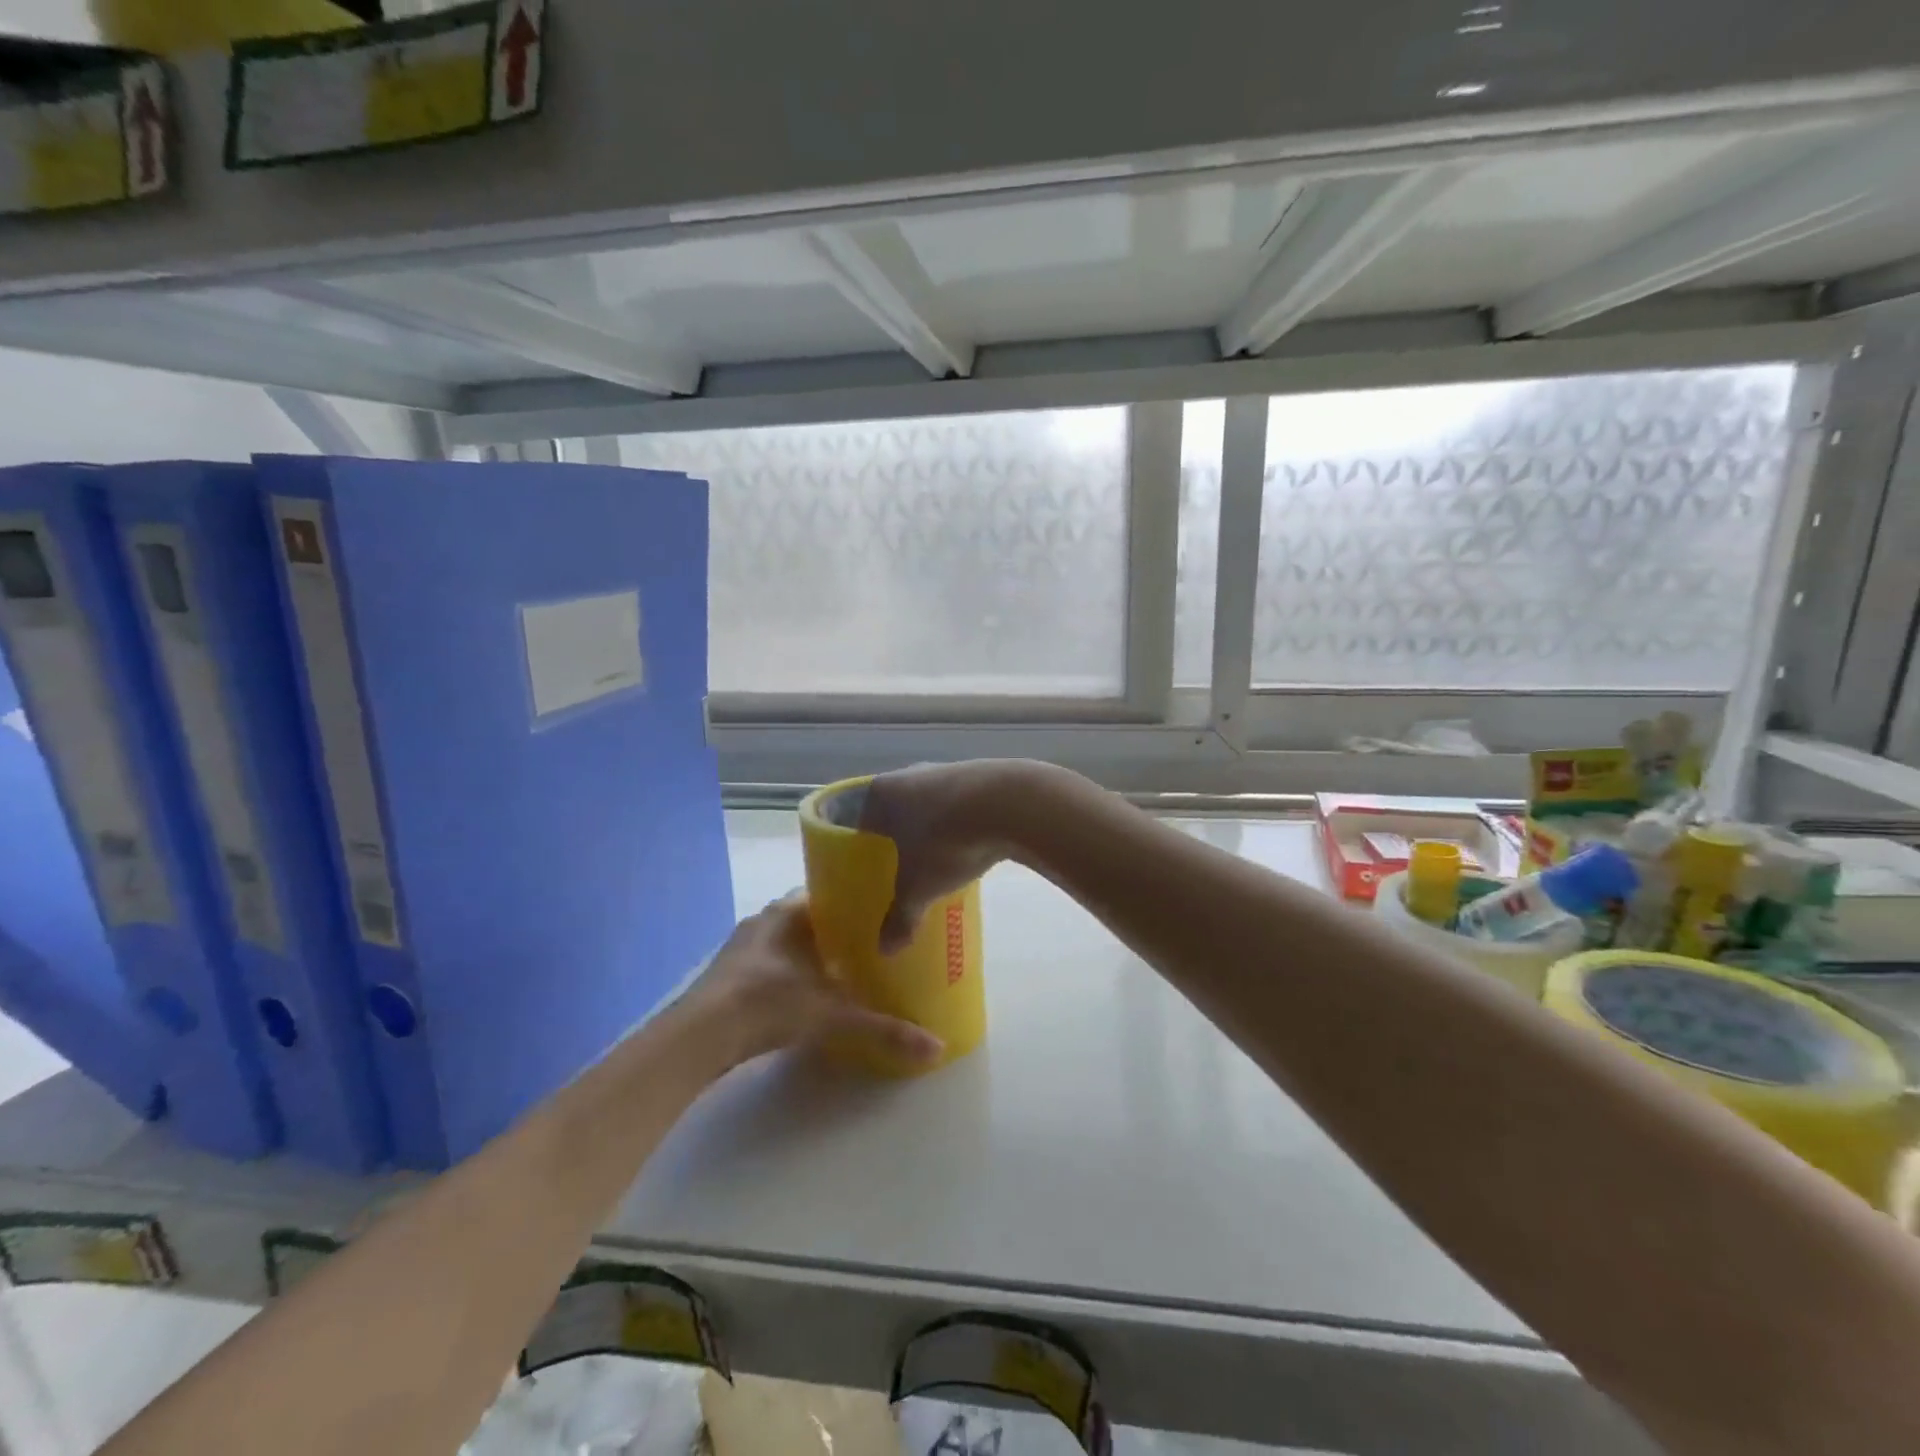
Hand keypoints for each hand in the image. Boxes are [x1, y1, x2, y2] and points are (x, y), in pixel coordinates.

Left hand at [681, 893, 943, 1068]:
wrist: (698, 1037)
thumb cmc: (768, 1004)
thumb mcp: (833, 1016)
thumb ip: (884, 1029)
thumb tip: (937, 1046)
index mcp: (789, 912)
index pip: (829, 892)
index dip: (855, 902)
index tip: (882, 915)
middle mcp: (765, 920)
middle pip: (810, 918)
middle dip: (838, 932)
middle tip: (872, 947)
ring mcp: (742, 948)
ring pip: (787, 942)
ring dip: (811, 954)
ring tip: (845, 972)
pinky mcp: (728, 975)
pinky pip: (769, 963)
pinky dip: (789, 973)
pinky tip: (805, 995)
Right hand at [857, 759, 1050, 952]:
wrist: (1010, 803)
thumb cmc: (946, 841)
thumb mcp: (919, 887)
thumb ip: (900, 917)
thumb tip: (885, 950)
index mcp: (880, 793)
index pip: (858, 820)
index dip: (858, 846)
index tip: (863, 868)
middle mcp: (909, 774)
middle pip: (894, 811)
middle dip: (896, 838)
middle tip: (898, 869)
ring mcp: (946, 771)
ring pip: (928, 805)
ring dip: (930, 829)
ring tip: (934, 861)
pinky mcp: (980, 775)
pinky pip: (959, 804)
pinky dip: (959, 823)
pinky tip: (968, 846)